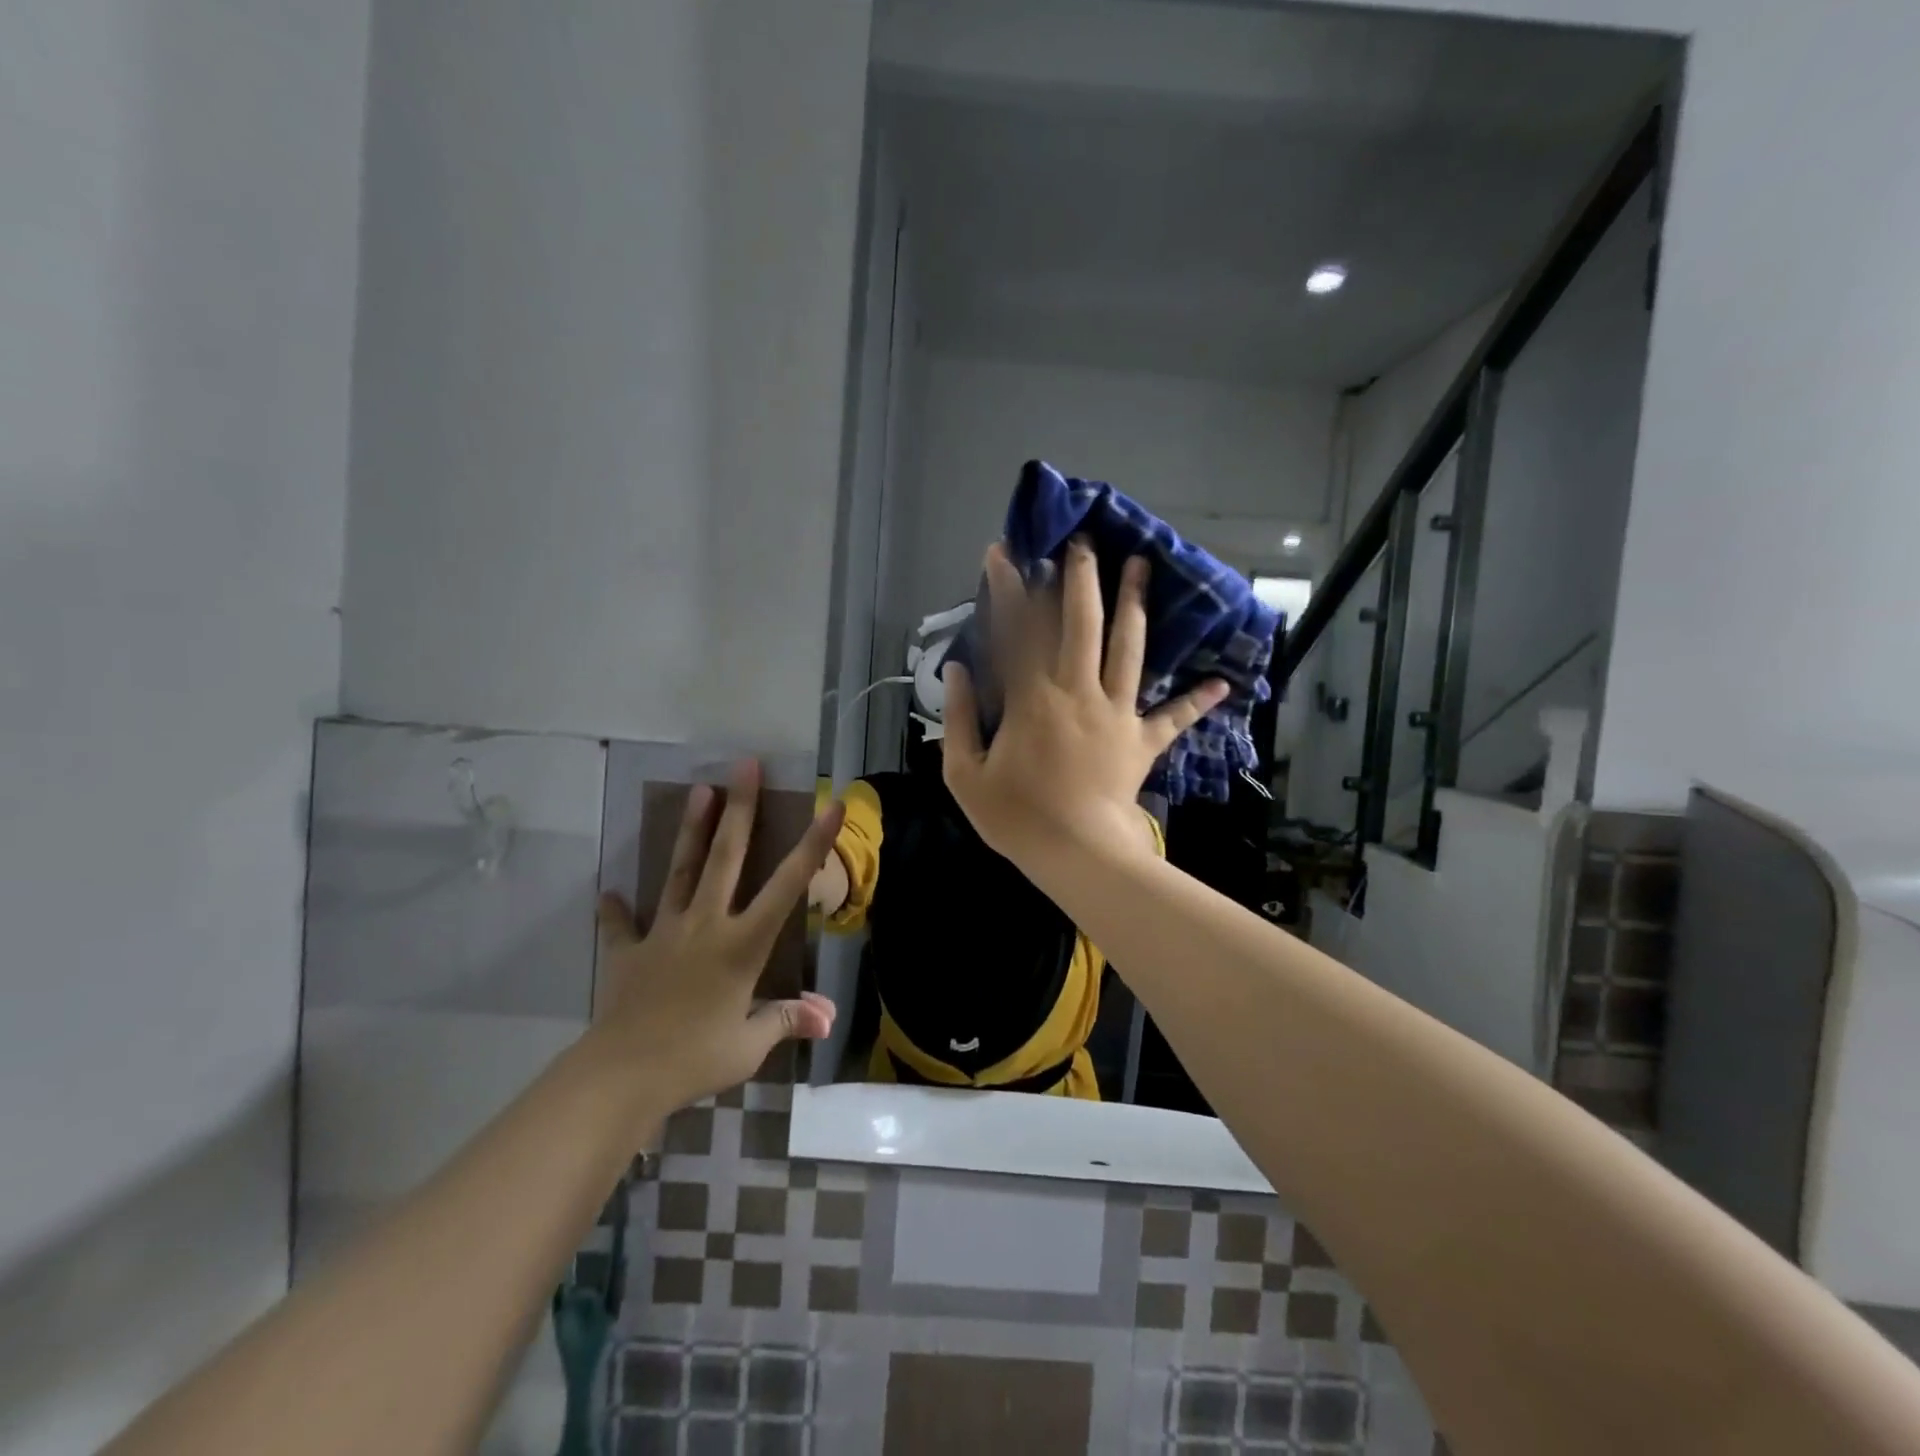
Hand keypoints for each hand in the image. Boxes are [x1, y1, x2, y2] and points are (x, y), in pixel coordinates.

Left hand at [591, 760, 844, 1112]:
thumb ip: (786, 1020)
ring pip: (680, 871)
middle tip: (745, 765)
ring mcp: (664, 933)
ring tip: (699, 789)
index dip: (813, 844)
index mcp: (742, 943)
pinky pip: (621, 925)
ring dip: (692, 829)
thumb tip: (827, 1018)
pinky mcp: (628, 952)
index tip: (832, 805)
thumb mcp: (750, 1044)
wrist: (622, 1075)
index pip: (788, 885)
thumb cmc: (696, 1057)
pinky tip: (608, 892)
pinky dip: (615, 909)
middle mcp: (706, 924)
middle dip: (740, 808)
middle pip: (726, 856)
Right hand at [942, 538, 1225, 868]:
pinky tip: (1223, 682)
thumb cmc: (1016, 816)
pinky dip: (1196, 701)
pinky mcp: (1143, 741)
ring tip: (1143, 566)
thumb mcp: (964, 774)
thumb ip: (956, 718)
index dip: (1009, 588)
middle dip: (1082, 578)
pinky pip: (1173, 717)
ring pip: (1129, 648)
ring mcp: (1117, 713)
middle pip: (1082, 623)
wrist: (1076, 853)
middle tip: (1086, 541)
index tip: (1004, 552)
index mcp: (1032, 698)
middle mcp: (1078, 691)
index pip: (1018, 631)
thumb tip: (955, 671)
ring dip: (1135, 604)